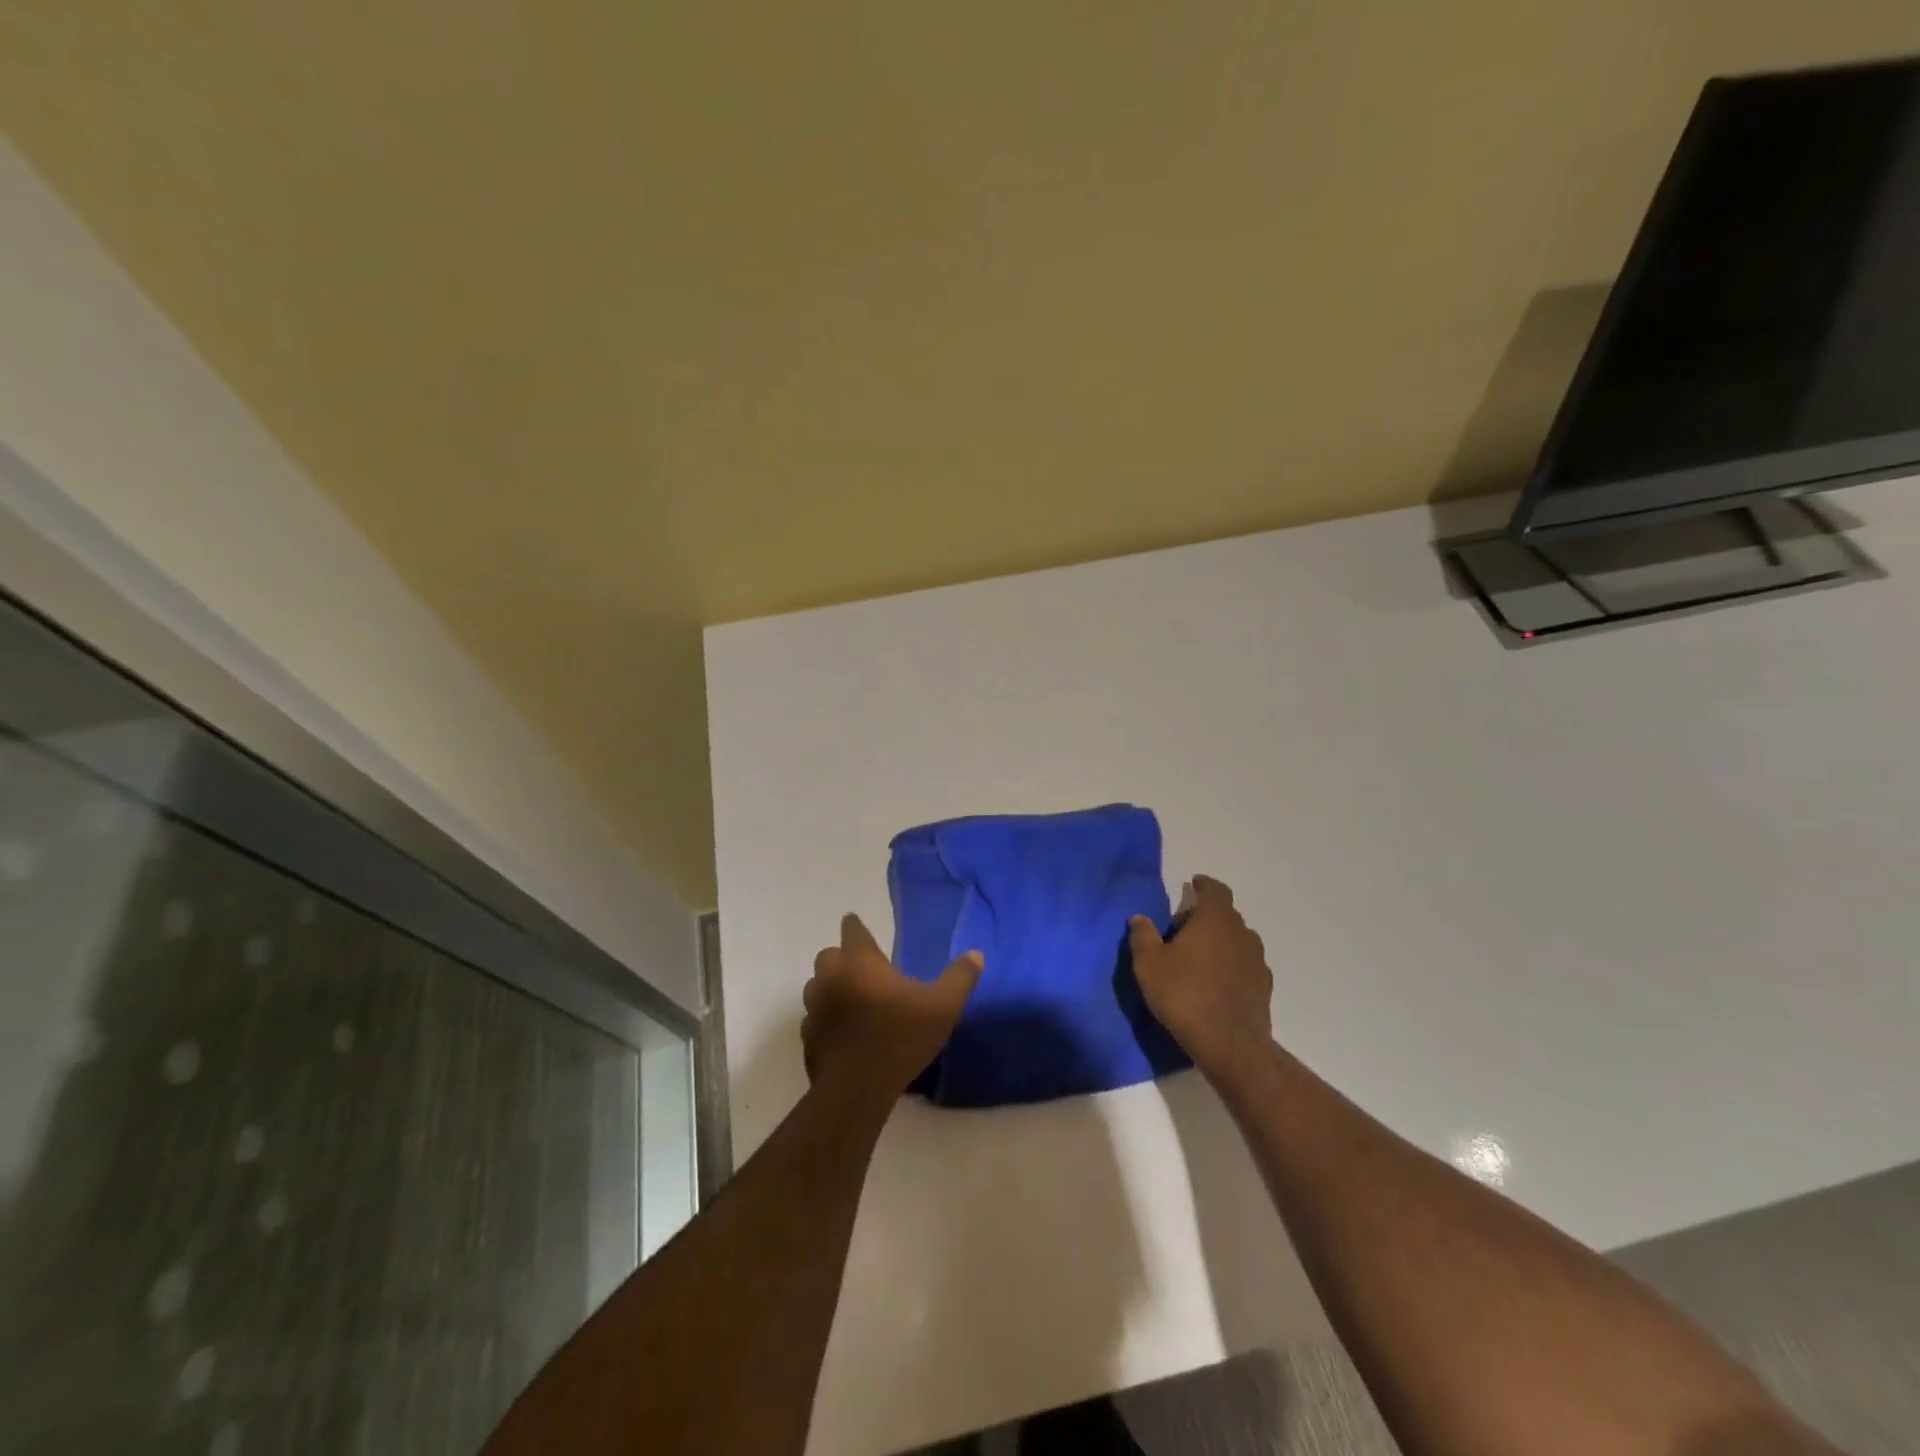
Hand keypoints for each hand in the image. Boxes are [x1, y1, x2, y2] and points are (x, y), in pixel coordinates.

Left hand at [802, 914, 981, 1109]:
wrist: (856, 1090)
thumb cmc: (900, 1038)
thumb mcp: (943, 1008)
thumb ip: (959, 978)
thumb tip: (975, 955)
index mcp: (860, 963)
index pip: (852, 931)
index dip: (855, 926)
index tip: (855, 923)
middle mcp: (831, 978)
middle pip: (829, 955)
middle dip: (842, 957)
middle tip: (862, 967)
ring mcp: (815, 1008)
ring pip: (816, 986)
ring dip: (830, 986)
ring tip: (851, 998)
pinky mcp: (808, 1037)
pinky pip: (814, 1017)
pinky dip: (826, 1018)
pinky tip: (842, 1031)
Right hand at [1128, 875, 1272, 1076]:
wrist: (1229, 1044)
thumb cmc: (1184, 994)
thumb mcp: (1149, 964)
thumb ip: (1143, 936)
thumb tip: (1139, 918)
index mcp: (1215, 919)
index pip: (1215, 890)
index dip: (1203, 885)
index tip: (1192, 885)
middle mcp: (1241, 933)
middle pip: (1225, 915)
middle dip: (1206, 916)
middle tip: (1182, 929)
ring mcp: (1257, 960)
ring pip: (1237, 940)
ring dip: (1220, 942)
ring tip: (1200, 957)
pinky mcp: (1263, 987)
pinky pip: (1245, 965)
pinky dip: (1232, 965)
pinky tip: (1217, 981)